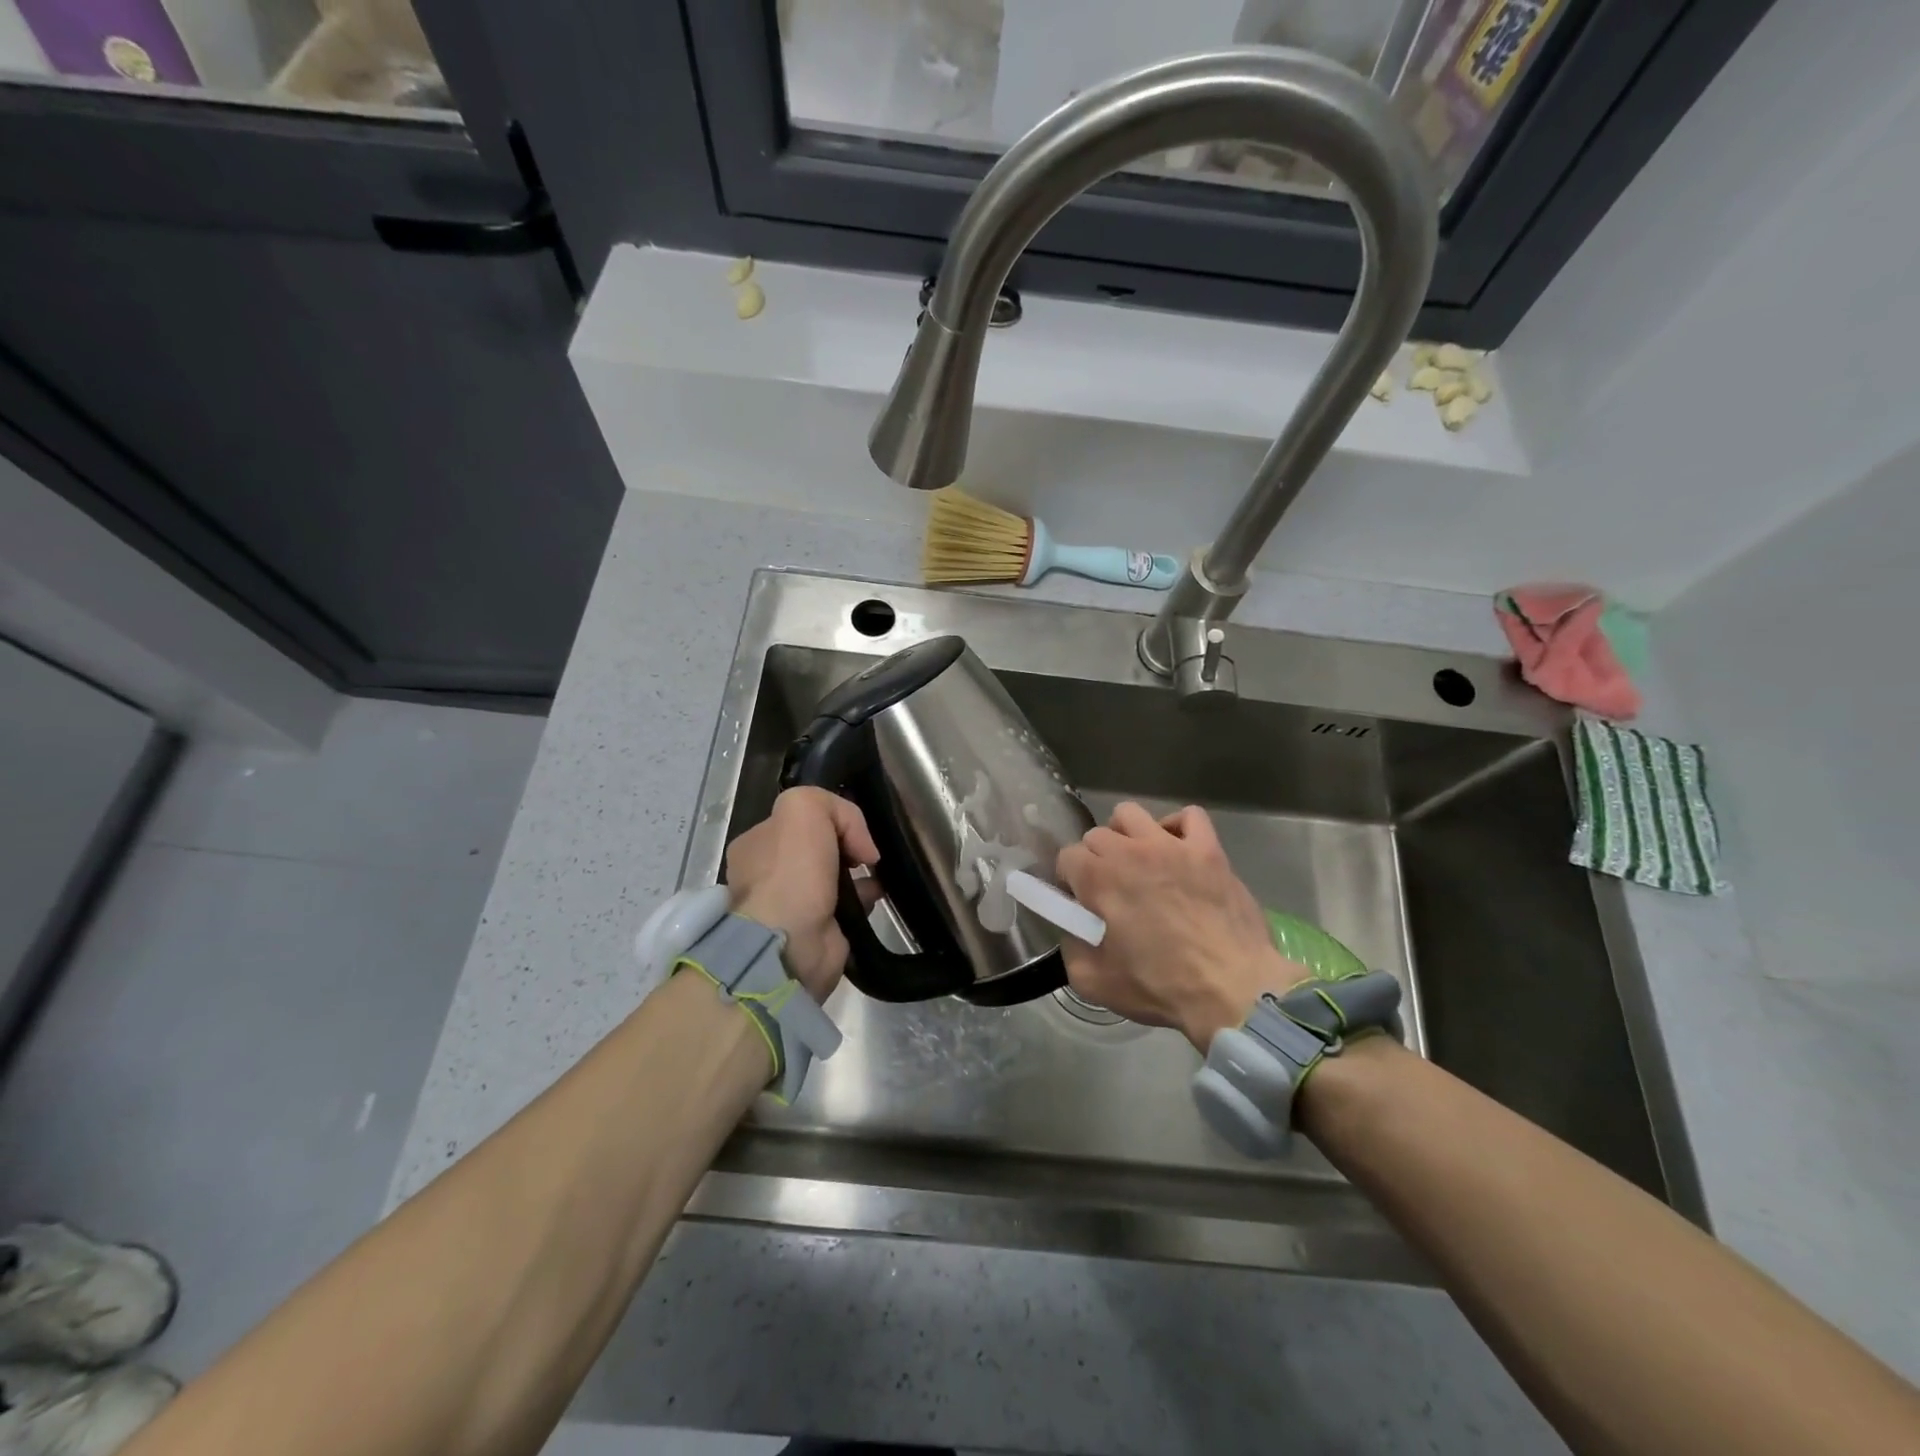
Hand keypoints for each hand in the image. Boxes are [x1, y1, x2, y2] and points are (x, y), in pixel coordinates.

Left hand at [726, 787, 878, 1001]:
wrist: (789, 943)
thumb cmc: (791, 872)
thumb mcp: (803, 808)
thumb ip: (830, 805)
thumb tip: (858, 843)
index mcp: (755, 844)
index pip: (797, 820)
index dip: (829, 818)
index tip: (851, 830)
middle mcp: (767, 874)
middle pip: (817, 848)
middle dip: (846, 847)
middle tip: (866, 853)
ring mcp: (790, 905)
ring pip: (833, 877)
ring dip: (859, 874)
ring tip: (878, 873)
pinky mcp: (814, 932)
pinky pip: (845, 906)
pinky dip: (863, 900)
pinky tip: (875, 896)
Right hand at [1056, 802, 1303, 1050]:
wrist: (1231, 989)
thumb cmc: (1159, 986)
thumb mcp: (1092, 982)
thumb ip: (1070, 947)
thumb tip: (1073, 928)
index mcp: (1098, 878)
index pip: (1066, 858)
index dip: (1071, 883)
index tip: (1082, 905)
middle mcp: (1129, 850)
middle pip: (1096, 835)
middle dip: (1095, 860)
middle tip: (1111, 891)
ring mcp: (1171, 845)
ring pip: (1132, 814)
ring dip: (1126, 835)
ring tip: (1137, 862)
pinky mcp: (1208, 849)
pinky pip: (1188, 817)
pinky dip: (1177, 828)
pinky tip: (1177, 850)